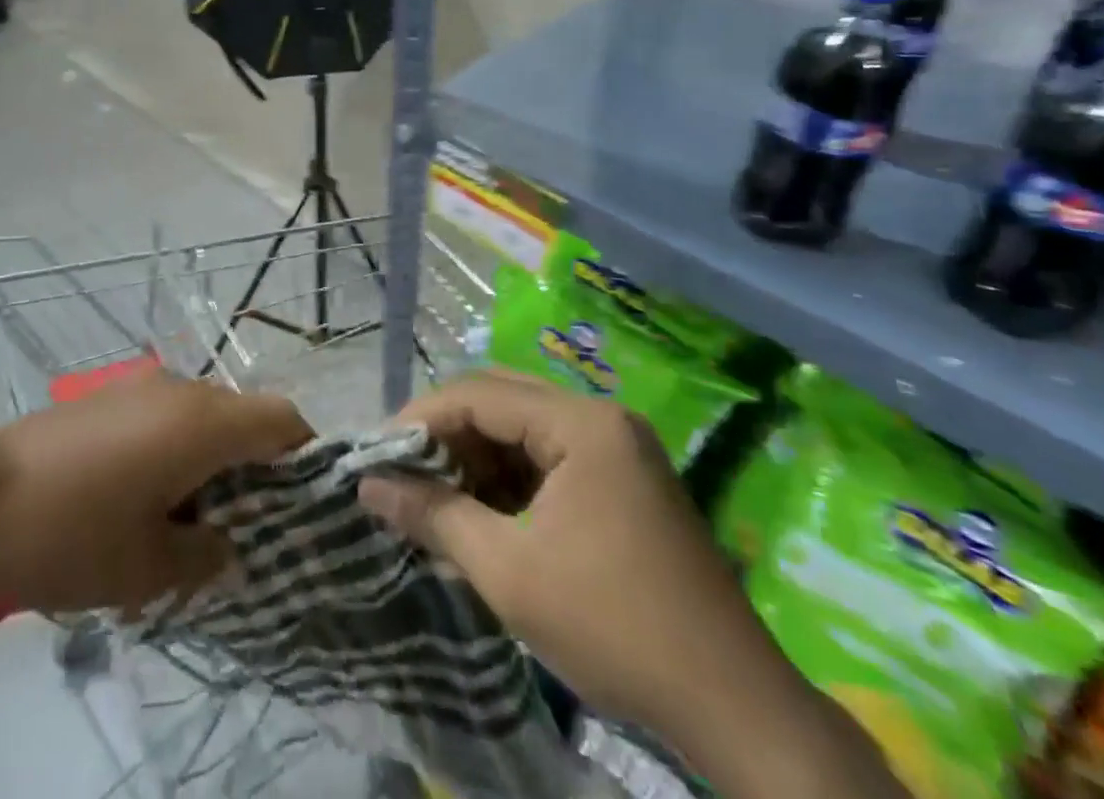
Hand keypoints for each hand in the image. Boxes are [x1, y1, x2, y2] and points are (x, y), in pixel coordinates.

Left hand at [0, 371, 312, 619]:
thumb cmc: (71, 535)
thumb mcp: (147, 568)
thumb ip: (206, 557)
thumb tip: (228, 546)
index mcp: (204, 422)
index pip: (283, 418)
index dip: (303, 457)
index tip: (299, 506)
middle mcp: (180, 388)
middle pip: (244, 415)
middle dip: (255, 466)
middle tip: (243, 527)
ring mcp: (139, 386)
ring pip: (203, 414)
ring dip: (212, 457)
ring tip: (189, 518)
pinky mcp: (107, 396)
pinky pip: (165, 414)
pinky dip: (176, 447)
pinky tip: (143, 495)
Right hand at [358, 369, 759, 740]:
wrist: (734, 709)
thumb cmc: (613, 626)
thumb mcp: (508, 571)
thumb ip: (434, 515)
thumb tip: (369, 485)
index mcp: (581, 423)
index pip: (480, 394)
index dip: (421, 419)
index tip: (378, 454)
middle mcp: (601, 418)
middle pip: (502, 401)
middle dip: (447, 434)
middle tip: (402, 470)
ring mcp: (617, 449)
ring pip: (523, 430)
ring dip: (476, 457)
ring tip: (434, 494)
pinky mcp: (623, 481)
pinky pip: (548, 458)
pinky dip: (508, 479)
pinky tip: (481, 511)